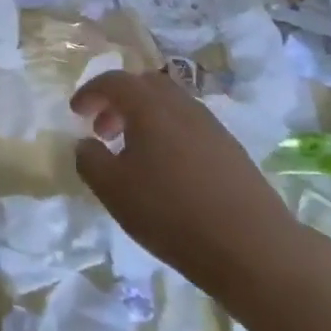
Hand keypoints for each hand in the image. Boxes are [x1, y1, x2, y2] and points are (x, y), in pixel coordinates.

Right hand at [71, 69, 305, 297]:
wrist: (255, 249)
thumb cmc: (172, 213)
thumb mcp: (114, 191)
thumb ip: (89, 160)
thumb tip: (85, 144)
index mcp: (149, 106)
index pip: (113, 81)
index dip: (90, 93)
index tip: (75, 113)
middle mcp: (181, 105)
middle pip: (145, 84)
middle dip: (119, 101)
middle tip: (103, 129)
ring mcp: (211, 126)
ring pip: (170, 105)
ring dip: (145, 118)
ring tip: (133, 153)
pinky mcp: (231, 150)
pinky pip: (189, 126)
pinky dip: (168, 134)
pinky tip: (166, 171)